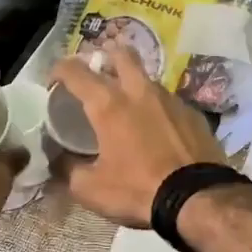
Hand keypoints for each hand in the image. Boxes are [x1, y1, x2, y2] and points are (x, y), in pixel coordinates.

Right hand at [47, 47, 226, 227]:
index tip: (54, 81)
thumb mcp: (90, 189)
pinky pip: (169, 102)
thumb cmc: (137, 190)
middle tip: (98, 76)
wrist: (197, 198)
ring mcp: (170, 99)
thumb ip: (68, 169)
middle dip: (106, 57)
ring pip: (147, 78)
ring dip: (134, 86)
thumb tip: (59, 159)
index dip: (59, 69)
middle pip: (121, 53)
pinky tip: (158, 131)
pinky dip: (157, 110)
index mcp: (108, 104)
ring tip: (129, 110)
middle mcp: (139, 91)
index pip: (76, 71)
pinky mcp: (193, 113)